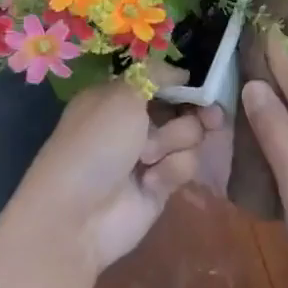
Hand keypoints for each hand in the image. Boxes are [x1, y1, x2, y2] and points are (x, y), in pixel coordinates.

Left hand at [12, 80, 219, 273]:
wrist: (77, 215)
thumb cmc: (95, 144)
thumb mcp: (122, 95)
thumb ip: (155, 74)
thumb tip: (182, 72)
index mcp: (118, 97)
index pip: (160, 81)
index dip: (182, 83)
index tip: (201, 85)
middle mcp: (134, 123)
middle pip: (182, 108)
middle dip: (195, 113)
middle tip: (211, 117)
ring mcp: (148, 155)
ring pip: (189, 137)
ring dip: (173, 143)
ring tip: (148, 158)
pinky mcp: (161, 185)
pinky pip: (184, 166)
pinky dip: (170, 170)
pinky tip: (150, 182)